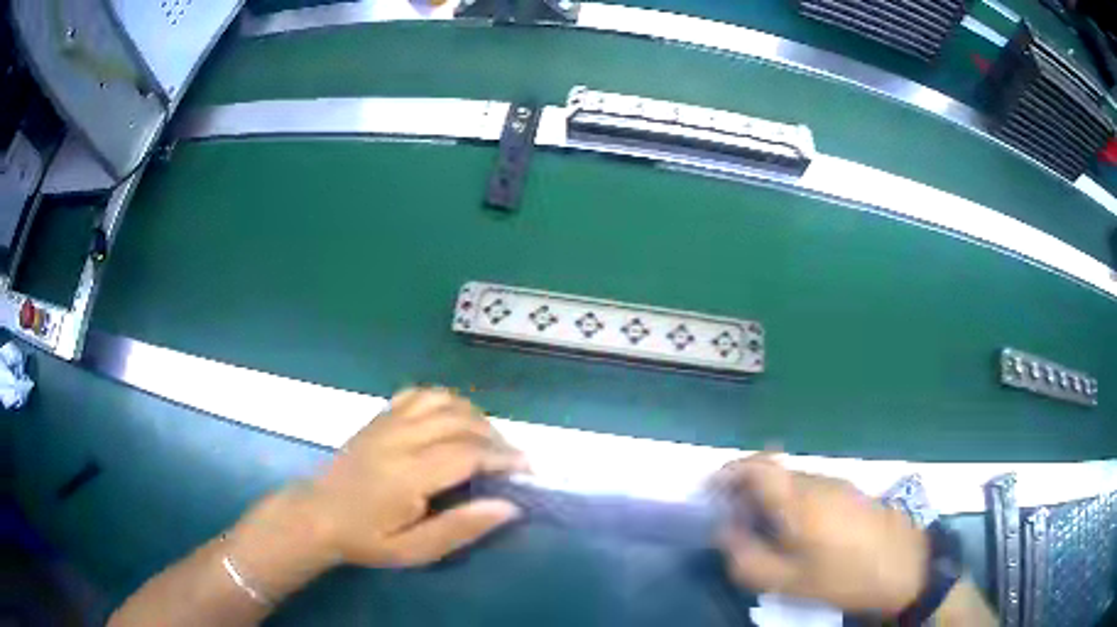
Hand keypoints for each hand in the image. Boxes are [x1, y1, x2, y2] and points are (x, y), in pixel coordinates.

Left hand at [299, 387, 527, 567]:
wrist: (316, 515)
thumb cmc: (365, 539)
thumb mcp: (413, 550)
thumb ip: (460, 528)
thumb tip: (508, 507)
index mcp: (408, 474)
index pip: (468, 453)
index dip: (504, 457)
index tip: (527, 469)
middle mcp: (400, 439)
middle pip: (461, 422)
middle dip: (496, 438)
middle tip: (510, 461)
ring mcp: (387, 422)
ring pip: (443, 401)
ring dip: (474, 416)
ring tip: (486, 440)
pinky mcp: (379, 417)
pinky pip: (419, 394)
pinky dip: (445, 400)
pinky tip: (452, 419)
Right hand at [713, 454, 927, 614]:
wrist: (904, 565)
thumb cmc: (844, 575)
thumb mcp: (789, 581)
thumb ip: (748, 559)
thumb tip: (725, 535)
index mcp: (798, 499)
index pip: (757, 466)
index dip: (729, 472)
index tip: (711, 492)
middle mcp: (816, 481)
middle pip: (771, 470)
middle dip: (745, 488)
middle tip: (732, 519)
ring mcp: (836, 483)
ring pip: (791, 480)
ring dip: (768, 496)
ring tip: (761, 530)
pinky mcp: (849, 492)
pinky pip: (809, 488)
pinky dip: (790, 502)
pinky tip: (794, 532)